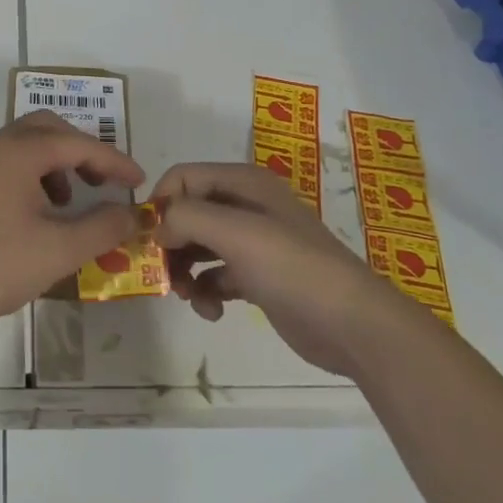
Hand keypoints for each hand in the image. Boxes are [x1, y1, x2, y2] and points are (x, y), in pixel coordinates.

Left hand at [0, 111, 145, 328]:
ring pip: (24, 145)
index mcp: (20, 151)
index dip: (114, 161)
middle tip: (104, 181)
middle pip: (48, 129)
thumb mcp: (58, 250)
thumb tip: (131, 214)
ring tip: (70, 201)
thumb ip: (101, 228)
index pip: (79, 144)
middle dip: (82, 150)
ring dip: (55, 163)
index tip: (139, 182)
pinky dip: (31, 176)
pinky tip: (35, 214)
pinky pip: (6, 163)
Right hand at [151, 162, 401, 374]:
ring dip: (184, 270)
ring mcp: (254, 243)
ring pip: (198, 246)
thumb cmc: (293, 268)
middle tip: (161, 273)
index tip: (149, 238)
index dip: (161, 203)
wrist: (353, 325)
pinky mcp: (258, 277)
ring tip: (187, 296)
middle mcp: (246, 206)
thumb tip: (158, 227)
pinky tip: (212, 311)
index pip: (183, 177)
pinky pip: (215, 275)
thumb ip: (187, 217)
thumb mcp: (236, 232)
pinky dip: (206, 291)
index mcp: (243, 183)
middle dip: (170, 242)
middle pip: (188, 213)